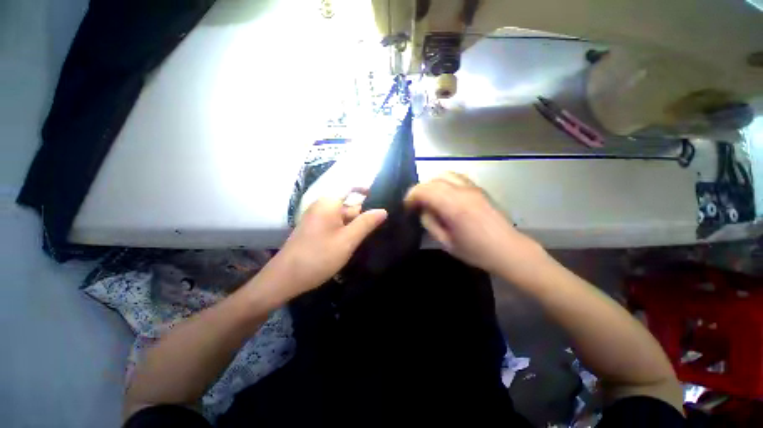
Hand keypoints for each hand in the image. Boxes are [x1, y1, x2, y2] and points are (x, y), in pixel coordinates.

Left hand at [266, 196, 386, 299]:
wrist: (285, 278)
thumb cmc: (319, 256)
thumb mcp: (348, 240)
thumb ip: (366, 223)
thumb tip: (383, 210)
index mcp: (329, 203)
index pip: (351, 187)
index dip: (366, 190)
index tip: (382, 200)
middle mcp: (322, 206)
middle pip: (349, 204)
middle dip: (363, 215)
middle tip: (379, 228)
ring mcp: (317, 218)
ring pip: (343, 216)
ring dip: (355, 226)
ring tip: (367, 238)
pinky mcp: (315, 229)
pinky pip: (335, 224)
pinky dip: (345, 231)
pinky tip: (351, 244)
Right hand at [405, 172, 542, 273]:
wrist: (508, 250)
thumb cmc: (476, 251)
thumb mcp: (446, 242)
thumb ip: (430, 223)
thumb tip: (423, 210)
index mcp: (454, 206)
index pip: (424, 190)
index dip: (411, 197)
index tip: (407, 207)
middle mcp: (462, 191)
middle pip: (433, 179)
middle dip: (420, 190)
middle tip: (416, 204)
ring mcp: (472, 187)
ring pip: (445, 174)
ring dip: (432, 184)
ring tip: (429, 199)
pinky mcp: (478, 189)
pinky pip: (456, 178)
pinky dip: (444, 183)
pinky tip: (444, 196)